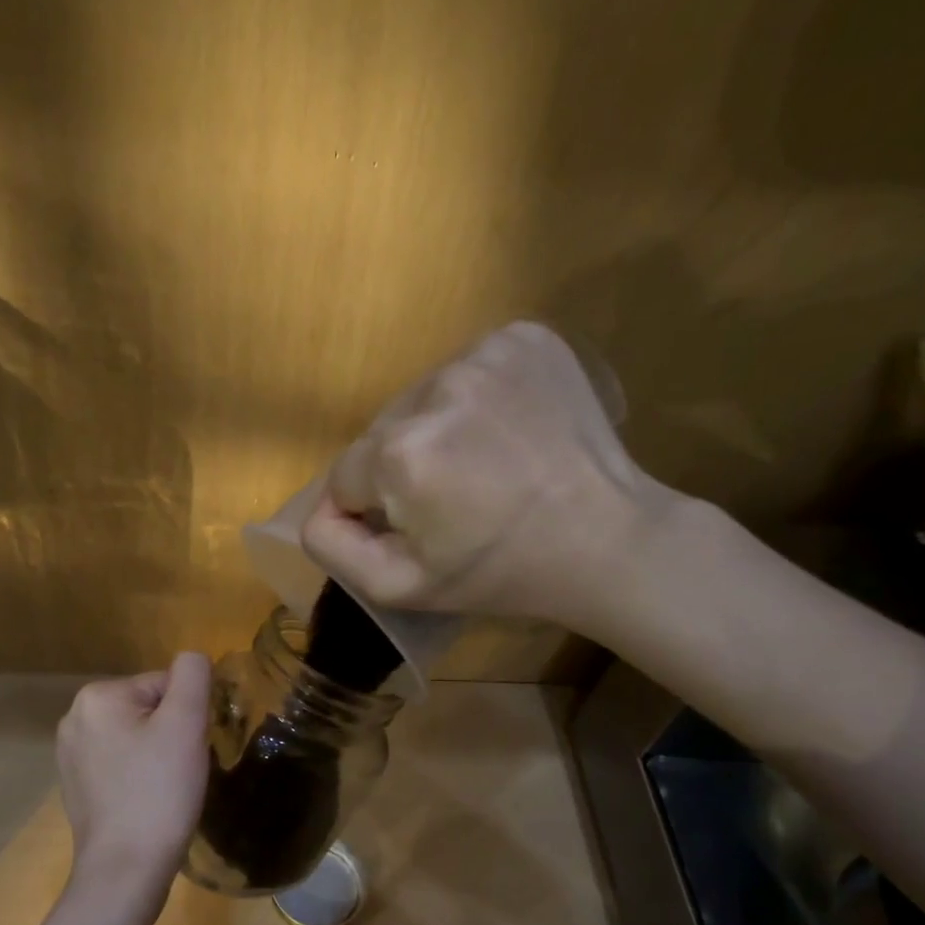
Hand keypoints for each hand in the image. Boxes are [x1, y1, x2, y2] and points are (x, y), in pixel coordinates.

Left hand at [56, 653, 212, 924]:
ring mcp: (69, 754)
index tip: (188, 751)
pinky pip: (120, 764)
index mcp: (97, 696)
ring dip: (156, 755)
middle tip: (178, 771)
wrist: (125, 869)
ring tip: (164, 789)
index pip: (164, 685)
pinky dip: (138, 776)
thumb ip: (192, 676)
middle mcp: (74, 718)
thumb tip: (192, 658)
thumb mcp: (186, 724)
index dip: (187, 715)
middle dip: (170, 734)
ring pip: (135, 737)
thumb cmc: (159, 792)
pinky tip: (145, 802)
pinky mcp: (75, 785)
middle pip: (147, 709)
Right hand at [300, 322, 683, 632]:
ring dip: (436, 428)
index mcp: (401, 453)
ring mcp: (485, 354)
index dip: (375, 510)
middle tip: (454, 499)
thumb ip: (333, 547)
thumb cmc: (500, 574)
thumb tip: (318, 508)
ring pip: (423, 398)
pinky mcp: (524, 337)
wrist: (607, 540)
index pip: (346, 477)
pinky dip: (475, 398)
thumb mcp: (400, 587)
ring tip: (483, 464)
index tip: (419, 528)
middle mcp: (435, 388)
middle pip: (383, 431)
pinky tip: (507, 430)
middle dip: (402, 465)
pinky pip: (468, 368)